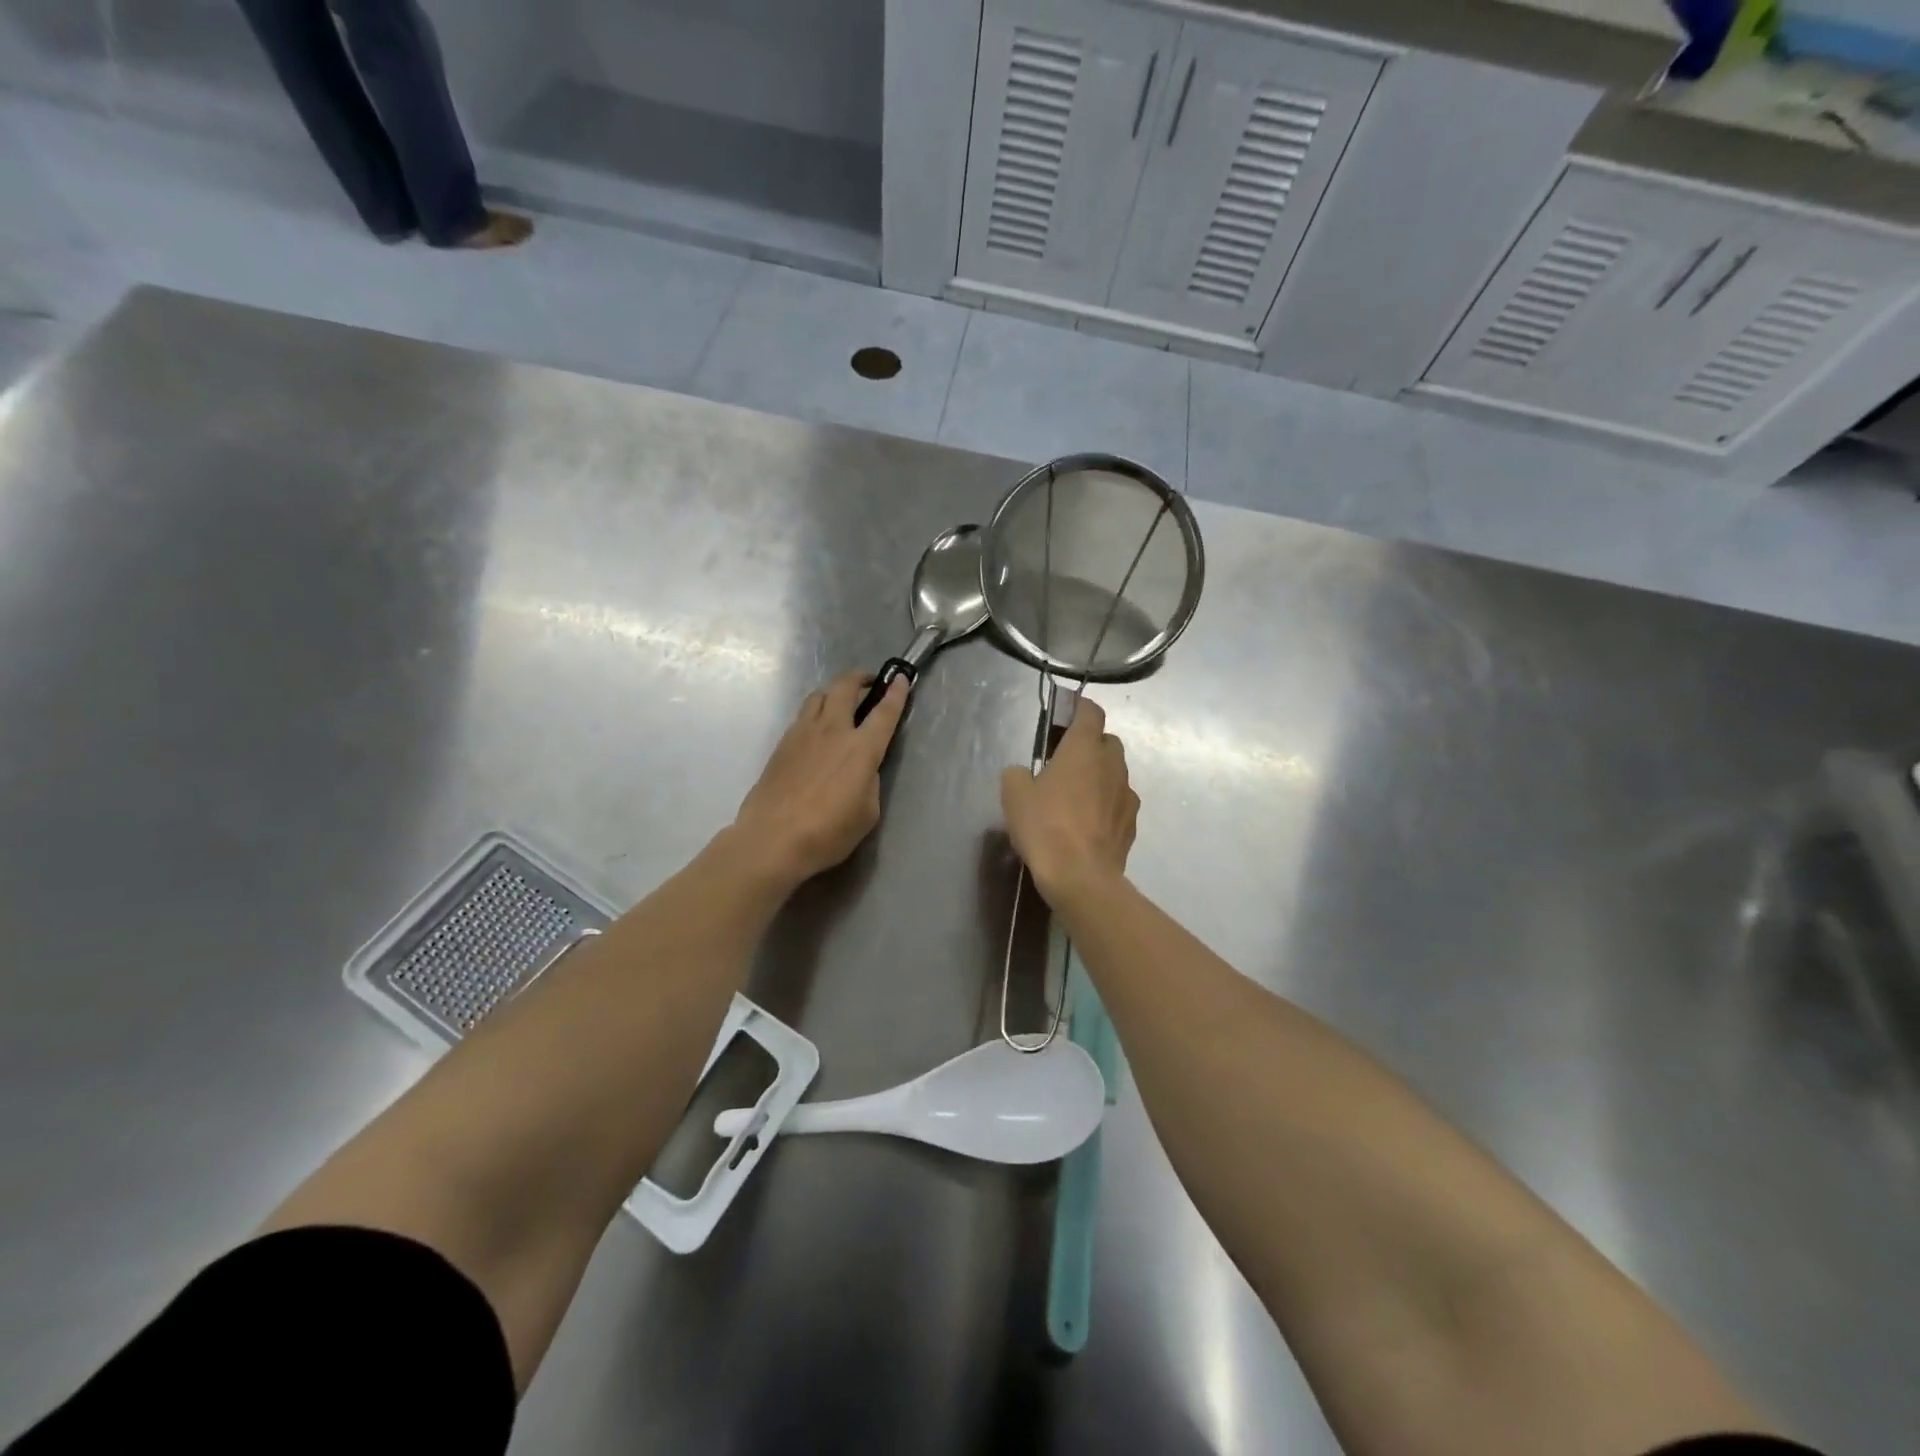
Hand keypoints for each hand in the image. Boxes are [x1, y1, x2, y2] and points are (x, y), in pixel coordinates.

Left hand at [731, 671, 908, 885]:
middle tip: (869, 683)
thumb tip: (862, 770)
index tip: (901, 677)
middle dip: (859, 678)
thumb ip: (869, 782)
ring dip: (834, 692)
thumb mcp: (867, 813)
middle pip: (844, 687)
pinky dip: (815, 713)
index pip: (884, 712)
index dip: (896, 692)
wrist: (772, 839)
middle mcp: (832, 731)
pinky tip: (816, 732)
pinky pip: (801, 716)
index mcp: (861, 749)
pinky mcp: (781, 745)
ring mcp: (802, 734)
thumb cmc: (828, 832)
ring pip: (818, 695)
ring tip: (840, 704)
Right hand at [1002, 696, 1137, 903]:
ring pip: (1116, 773)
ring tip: (1077, 796)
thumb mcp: (1014, 795)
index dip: (1080, 707)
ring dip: (1099, 776)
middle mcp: (1112, 765)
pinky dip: (1107, 804)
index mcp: (1083, 749)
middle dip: (1090, 745)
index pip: (1090, 712)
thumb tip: (1024, 773)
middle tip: (1066, 761)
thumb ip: (1018, 774)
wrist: (1081, 876)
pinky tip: (1089, 823)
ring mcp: (1126, 795)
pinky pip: (1119, 803)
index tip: (1067, 711)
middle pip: (1107, 742)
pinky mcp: (1132, 823)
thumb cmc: (1045, 826)